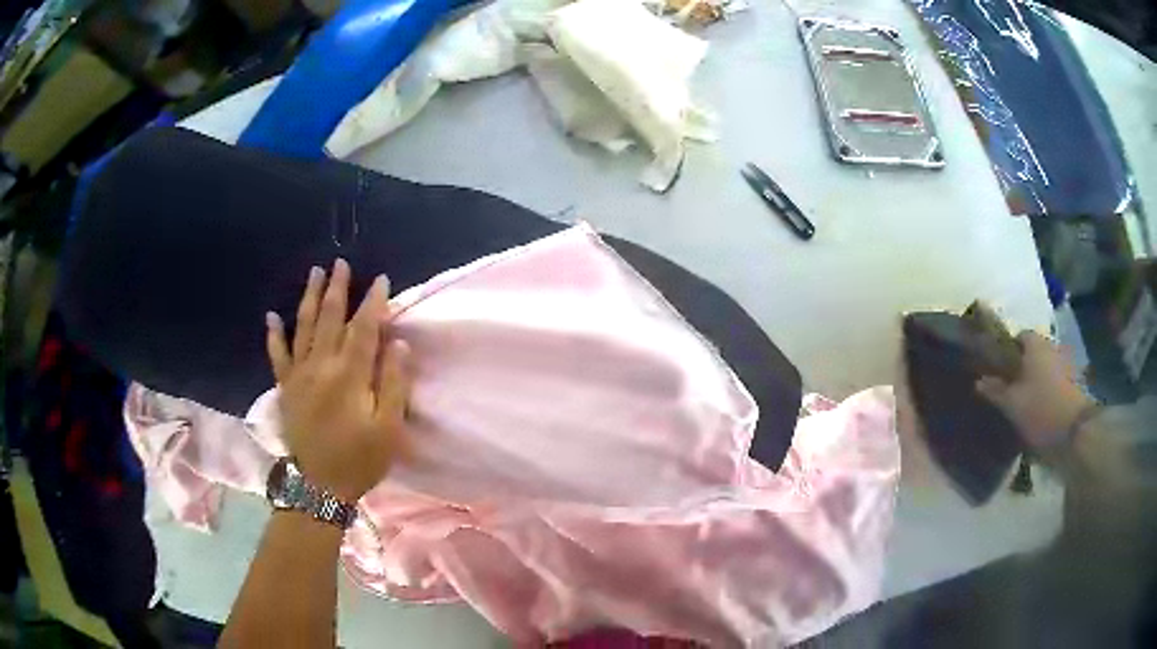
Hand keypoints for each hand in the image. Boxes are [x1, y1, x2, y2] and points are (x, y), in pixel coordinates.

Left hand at [265, 259, 411, 500]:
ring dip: (309, 298)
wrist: (320, 486)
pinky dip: (274, 334)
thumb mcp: (388, 428)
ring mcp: (299, 375)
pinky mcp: (285, 388)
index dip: (374, 303)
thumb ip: (394, 383)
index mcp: (349, 375)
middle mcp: (321, 366)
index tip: (381, 280)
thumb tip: (398, 342)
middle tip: (340, 263)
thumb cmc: (360, 459)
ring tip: (314, 273)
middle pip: (330, 318)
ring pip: (303, 327)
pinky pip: (277, 355)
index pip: (364, 328)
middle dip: (337, 289)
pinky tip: (272, 316)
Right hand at [975, 331, 1094, 450]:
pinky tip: (1040, 406)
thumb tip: (978, 380)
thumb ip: (995, 391)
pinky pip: (1055, 379)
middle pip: (1033, 351)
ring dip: (1036, 377)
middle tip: (1011, 385)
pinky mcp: (1073, 381)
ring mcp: (1065, 363)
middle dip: (1023, 364)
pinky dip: (1047, 388)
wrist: (1075, 429)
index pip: (1018, 336)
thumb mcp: (1012, 404)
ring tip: (1025, 399)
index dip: (1008, 350)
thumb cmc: (1040, 409)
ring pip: (1045, 365)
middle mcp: (1050, 346)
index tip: (999, 368)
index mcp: (1034, 344)